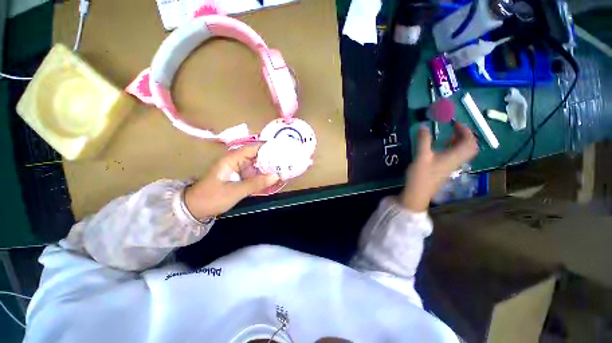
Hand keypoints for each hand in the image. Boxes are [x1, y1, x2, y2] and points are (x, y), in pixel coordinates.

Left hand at [184, 144, 279, 219]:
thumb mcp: (235, 191)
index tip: (283, 150)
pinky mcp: (241, 177)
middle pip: (258, 156)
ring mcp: (239, 169)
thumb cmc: (212, 197)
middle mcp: (237, 161)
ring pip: (258, 165)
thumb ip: (256, 183)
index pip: (253, 148)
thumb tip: (276, 176)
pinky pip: (255, 174)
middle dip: (272, 159)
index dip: (268, 147)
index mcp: (232, 159)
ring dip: (269, 168)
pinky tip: (274, 179)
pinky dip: (264, 176)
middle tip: (287, 162)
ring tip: (284, 170)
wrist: (196, 209)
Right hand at [400, 121, 478, 211]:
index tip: (454, 123)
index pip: (469, 141)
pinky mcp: (446, 169)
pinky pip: (456, 155)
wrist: (418, 192)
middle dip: (465, 135)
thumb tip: (424, 126)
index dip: (465, 130)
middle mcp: (457, 160)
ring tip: (450, 135)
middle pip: (470, 146)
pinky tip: (443, 147)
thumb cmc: (421, 175)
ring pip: (464, 151)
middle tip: (455, 128)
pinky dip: (454, 148)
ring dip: (460, 141)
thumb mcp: (421, 156)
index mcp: (454, 156)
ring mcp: (452, 165)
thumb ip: (423, 140)